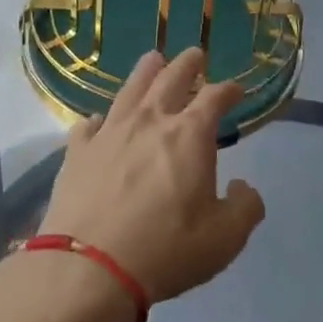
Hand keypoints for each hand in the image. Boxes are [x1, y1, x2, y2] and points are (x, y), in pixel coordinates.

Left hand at [38, 47, 265, 303]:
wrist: (90, 268)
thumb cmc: (166, 250)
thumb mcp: (225, 238)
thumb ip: (245, 207)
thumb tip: (243, 187)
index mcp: (190, 135)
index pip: (214, 97)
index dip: (228, 90)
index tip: (236, 89)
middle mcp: (149, 122)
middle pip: (171, 79)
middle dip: (188, 64)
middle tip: (196, 54)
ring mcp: (109, 133)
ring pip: (130, 89)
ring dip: (146, 72)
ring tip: (153, 59)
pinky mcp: (77, 152)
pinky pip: (89, 125)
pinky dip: (100, 119)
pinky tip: (100, 121)